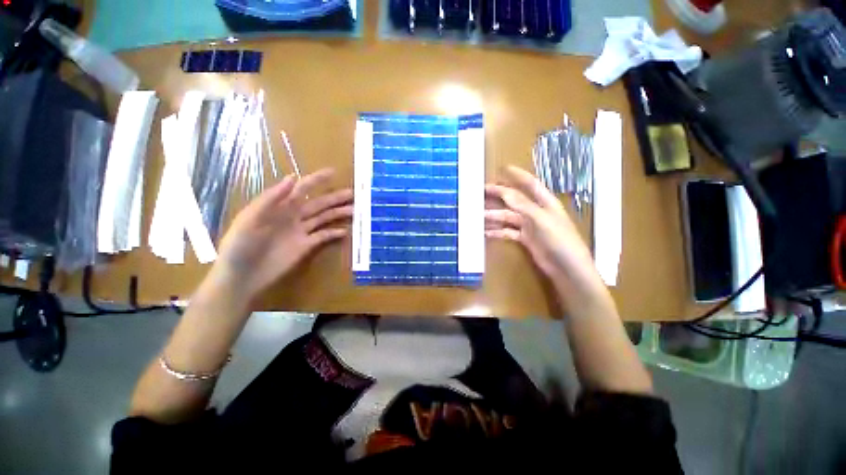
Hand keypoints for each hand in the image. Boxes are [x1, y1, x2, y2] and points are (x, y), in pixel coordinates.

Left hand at [212, 169, 352, 305]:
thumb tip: (293, 177)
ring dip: (338, 213)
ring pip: (323, 218)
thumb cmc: (239, 246)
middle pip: (318, 204)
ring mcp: (300, 232)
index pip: (301, 189)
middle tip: (353, 193)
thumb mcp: (250, 219)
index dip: (316, 180)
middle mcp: (293, 216)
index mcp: (279, 207)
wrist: (241, 277)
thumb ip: (271, 199)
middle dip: (335, 197)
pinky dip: (334, 234)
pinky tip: (345, 231)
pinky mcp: (305, 246)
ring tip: (355, 209)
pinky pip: (323, 237)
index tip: (333, 172)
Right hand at [485, 166, 601, 294]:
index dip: (517, 175)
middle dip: (499, 195)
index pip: (530, 184)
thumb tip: (505, 192)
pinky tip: (485, 232)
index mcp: (545, 202)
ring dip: (494, 216)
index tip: (503, 168)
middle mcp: (536, 211)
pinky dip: (497, 232)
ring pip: (508, 217)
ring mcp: (530, 226)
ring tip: (478, 215)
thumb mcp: (542, 220)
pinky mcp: (525, 239)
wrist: (567, 268)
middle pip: (514, 200)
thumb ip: (523, 206)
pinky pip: (508, 232)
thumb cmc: (560, 240)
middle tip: (481, 192)